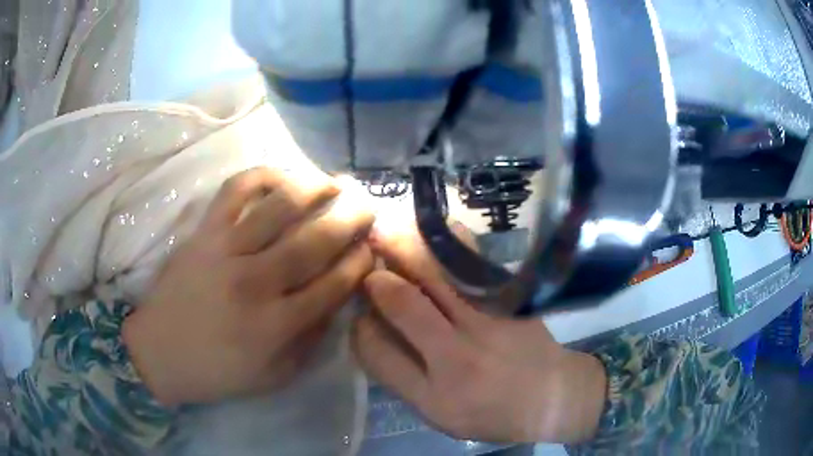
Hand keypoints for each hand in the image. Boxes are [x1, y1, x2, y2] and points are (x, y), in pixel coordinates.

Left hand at [123, 167, 374, 406]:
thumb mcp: (275, 375)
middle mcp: (256, 282)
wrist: (160, 352)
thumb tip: (337, 300)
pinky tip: (281, 176)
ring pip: (280, 207)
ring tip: (333, 182)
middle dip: (350, 218)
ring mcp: (226, 251)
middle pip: (315, 240)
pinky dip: (261, 175)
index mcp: (277, 325)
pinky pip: (235, 191)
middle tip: (368, 204)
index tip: (371, 247)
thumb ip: (311, 341)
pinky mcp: (203, 232)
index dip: (359, 261)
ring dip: (315, 189)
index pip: (334, 284)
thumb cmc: (218, 371)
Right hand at [353, 225, 606, 443]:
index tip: (360, 313)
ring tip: (387, 230)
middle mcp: (459, 358)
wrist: (552, 396)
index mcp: (435, 396)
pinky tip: (436, 230)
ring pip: (437, 275)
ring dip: (407, 249)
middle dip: (378, 277)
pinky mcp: (512, 302)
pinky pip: (474, 263)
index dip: (361, 326)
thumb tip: (372, 329)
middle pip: (405, 304)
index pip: (378, 352)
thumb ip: (402, 377)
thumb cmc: (491, 413)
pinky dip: (449, 243)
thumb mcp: (439, 414)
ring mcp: (490, 324)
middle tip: (366, 256)